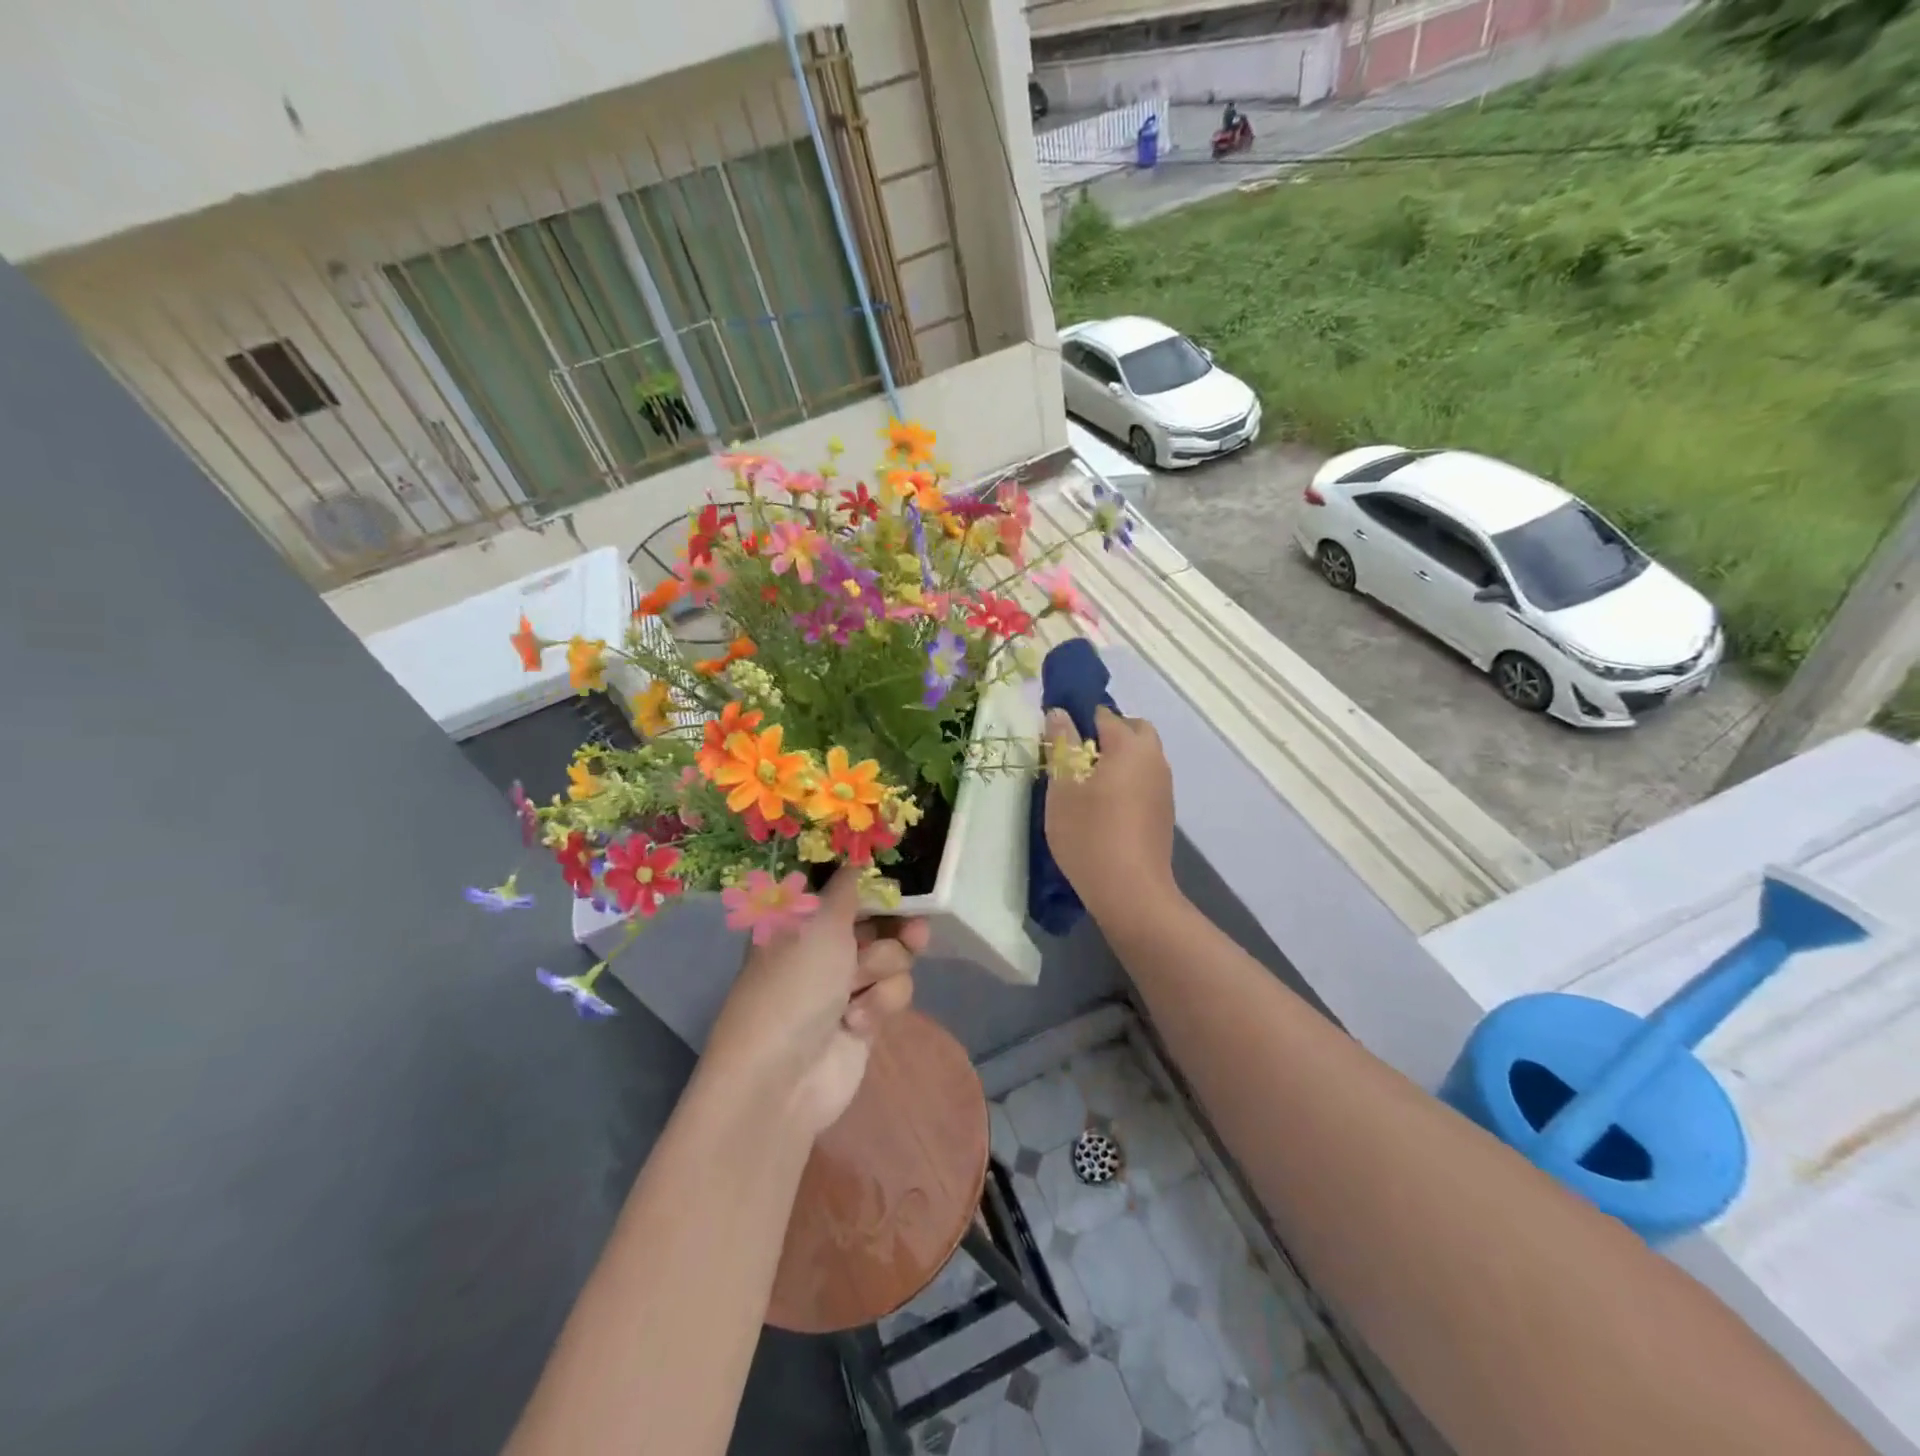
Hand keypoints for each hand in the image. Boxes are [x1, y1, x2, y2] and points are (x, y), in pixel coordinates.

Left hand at [701, 866, 926, 1137]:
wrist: (784, 1078)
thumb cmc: (794, 986)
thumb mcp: (819, 923)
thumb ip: (847, 887)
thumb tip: (855, 856)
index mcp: (803, 918)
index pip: (846, 888)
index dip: (875, 884)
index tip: (901, 879)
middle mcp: (824, 946)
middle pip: (879, 921)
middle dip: (898, 927)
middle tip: (915, 932)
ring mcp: (845, 983)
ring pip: (892, 956)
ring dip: (882, 970)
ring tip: (860, 987)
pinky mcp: (865, 1017)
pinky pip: (893, 991)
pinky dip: (879, 1004)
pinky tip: (856, 1022)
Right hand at [1044, 706, 1177, 924]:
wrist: (1131, 892)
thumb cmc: (1089, 835)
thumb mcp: (1063, 789)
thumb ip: (1062, 746)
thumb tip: (1059, 713)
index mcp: (1130, 746)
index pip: (1103, 714)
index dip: (1077, 719)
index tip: (1057, 739)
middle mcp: (1154, 759)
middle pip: (1133, 730)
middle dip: (1106, 734)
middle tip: (1076, 758)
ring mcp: (1163, 787)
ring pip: (1141, 757)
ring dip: (1118, 759)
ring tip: (1086, 785)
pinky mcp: (1164, 812)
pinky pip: (1144, 780)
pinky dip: (1127, 781)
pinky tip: (1105, 808)